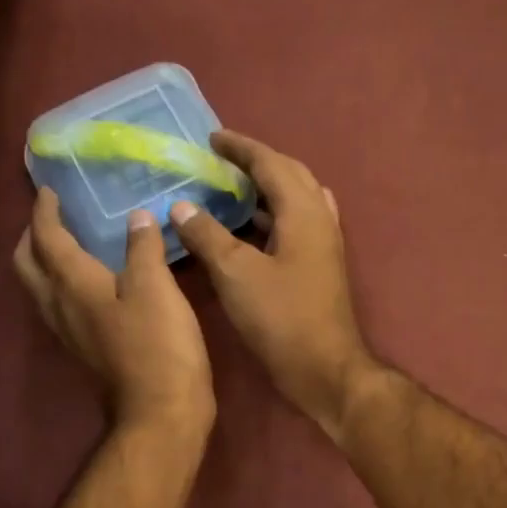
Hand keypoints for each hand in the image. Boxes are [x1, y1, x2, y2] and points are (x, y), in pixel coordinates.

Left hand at [15, 189, 214, 444]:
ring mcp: (69, 331)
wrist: (160, 410)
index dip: (44, 210)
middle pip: (27, 263)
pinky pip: (60, 305)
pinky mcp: (85, 348)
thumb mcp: (156, 287)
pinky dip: (64, 283)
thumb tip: (137, 218)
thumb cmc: (159, 344)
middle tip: (50, 216)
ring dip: (43, 260)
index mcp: (72, 283)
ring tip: (66, 243)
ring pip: (40, 287)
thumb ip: (143, 248)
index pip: (46, 237)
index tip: (48, 190)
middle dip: (32, 235)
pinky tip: (91, 282)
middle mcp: (59, 305)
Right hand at [170, 132, 382, 439]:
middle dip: (257, 163)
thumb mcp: (236, 274)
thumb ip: (207, 235)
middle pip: (290, 175)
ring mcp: (324, 245)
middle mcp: (320, 219)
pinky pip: (296, 225)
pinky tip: (250, 231)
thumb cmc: (281, 318)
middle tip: (222, 162)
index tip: (212, 139)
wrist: (325, 368)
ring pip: (296, 201)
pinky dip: (272, 217)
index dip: (240, 148)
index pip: (271, 163)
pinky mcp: (321, 268)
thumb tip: (182, 206)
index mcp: (303, 211)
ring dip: (266, 190)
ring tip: (231, 190)